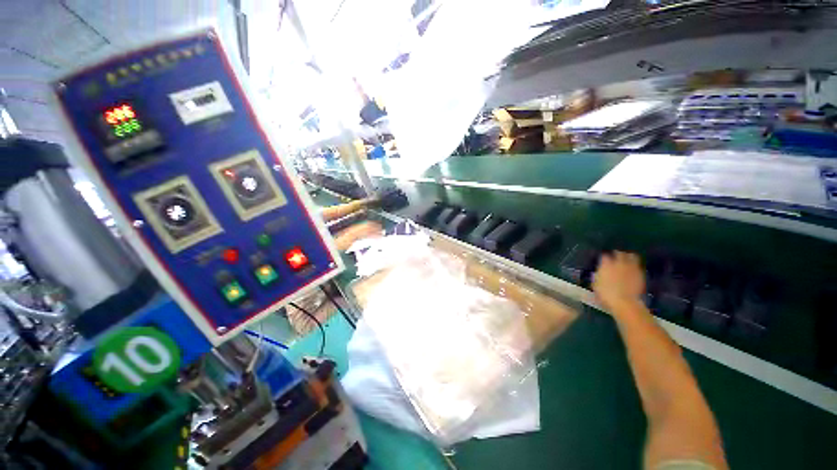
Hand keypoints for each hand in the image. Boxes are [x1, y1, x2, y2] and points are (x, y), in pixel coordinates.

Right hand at [593, 251, 645, 312]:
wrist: (624, 302)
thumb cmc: (605, 294)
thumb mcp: (595, 284)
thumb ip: (598, 275)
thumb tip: (599, 272)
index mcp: (605, 264)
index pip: (604, 256)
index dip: (604, 258)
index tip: (603, 260)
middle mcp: (618, 263)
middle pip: (619, 253)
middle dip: (617, 254)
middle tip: (616, 256)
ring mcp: (630, 267)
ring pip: (631, 256)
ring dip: (629, 257)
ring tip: (627, 259)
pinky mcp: (640, 274)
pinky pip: (638, 265)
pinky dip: (635, 265)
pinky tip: (633, 269)